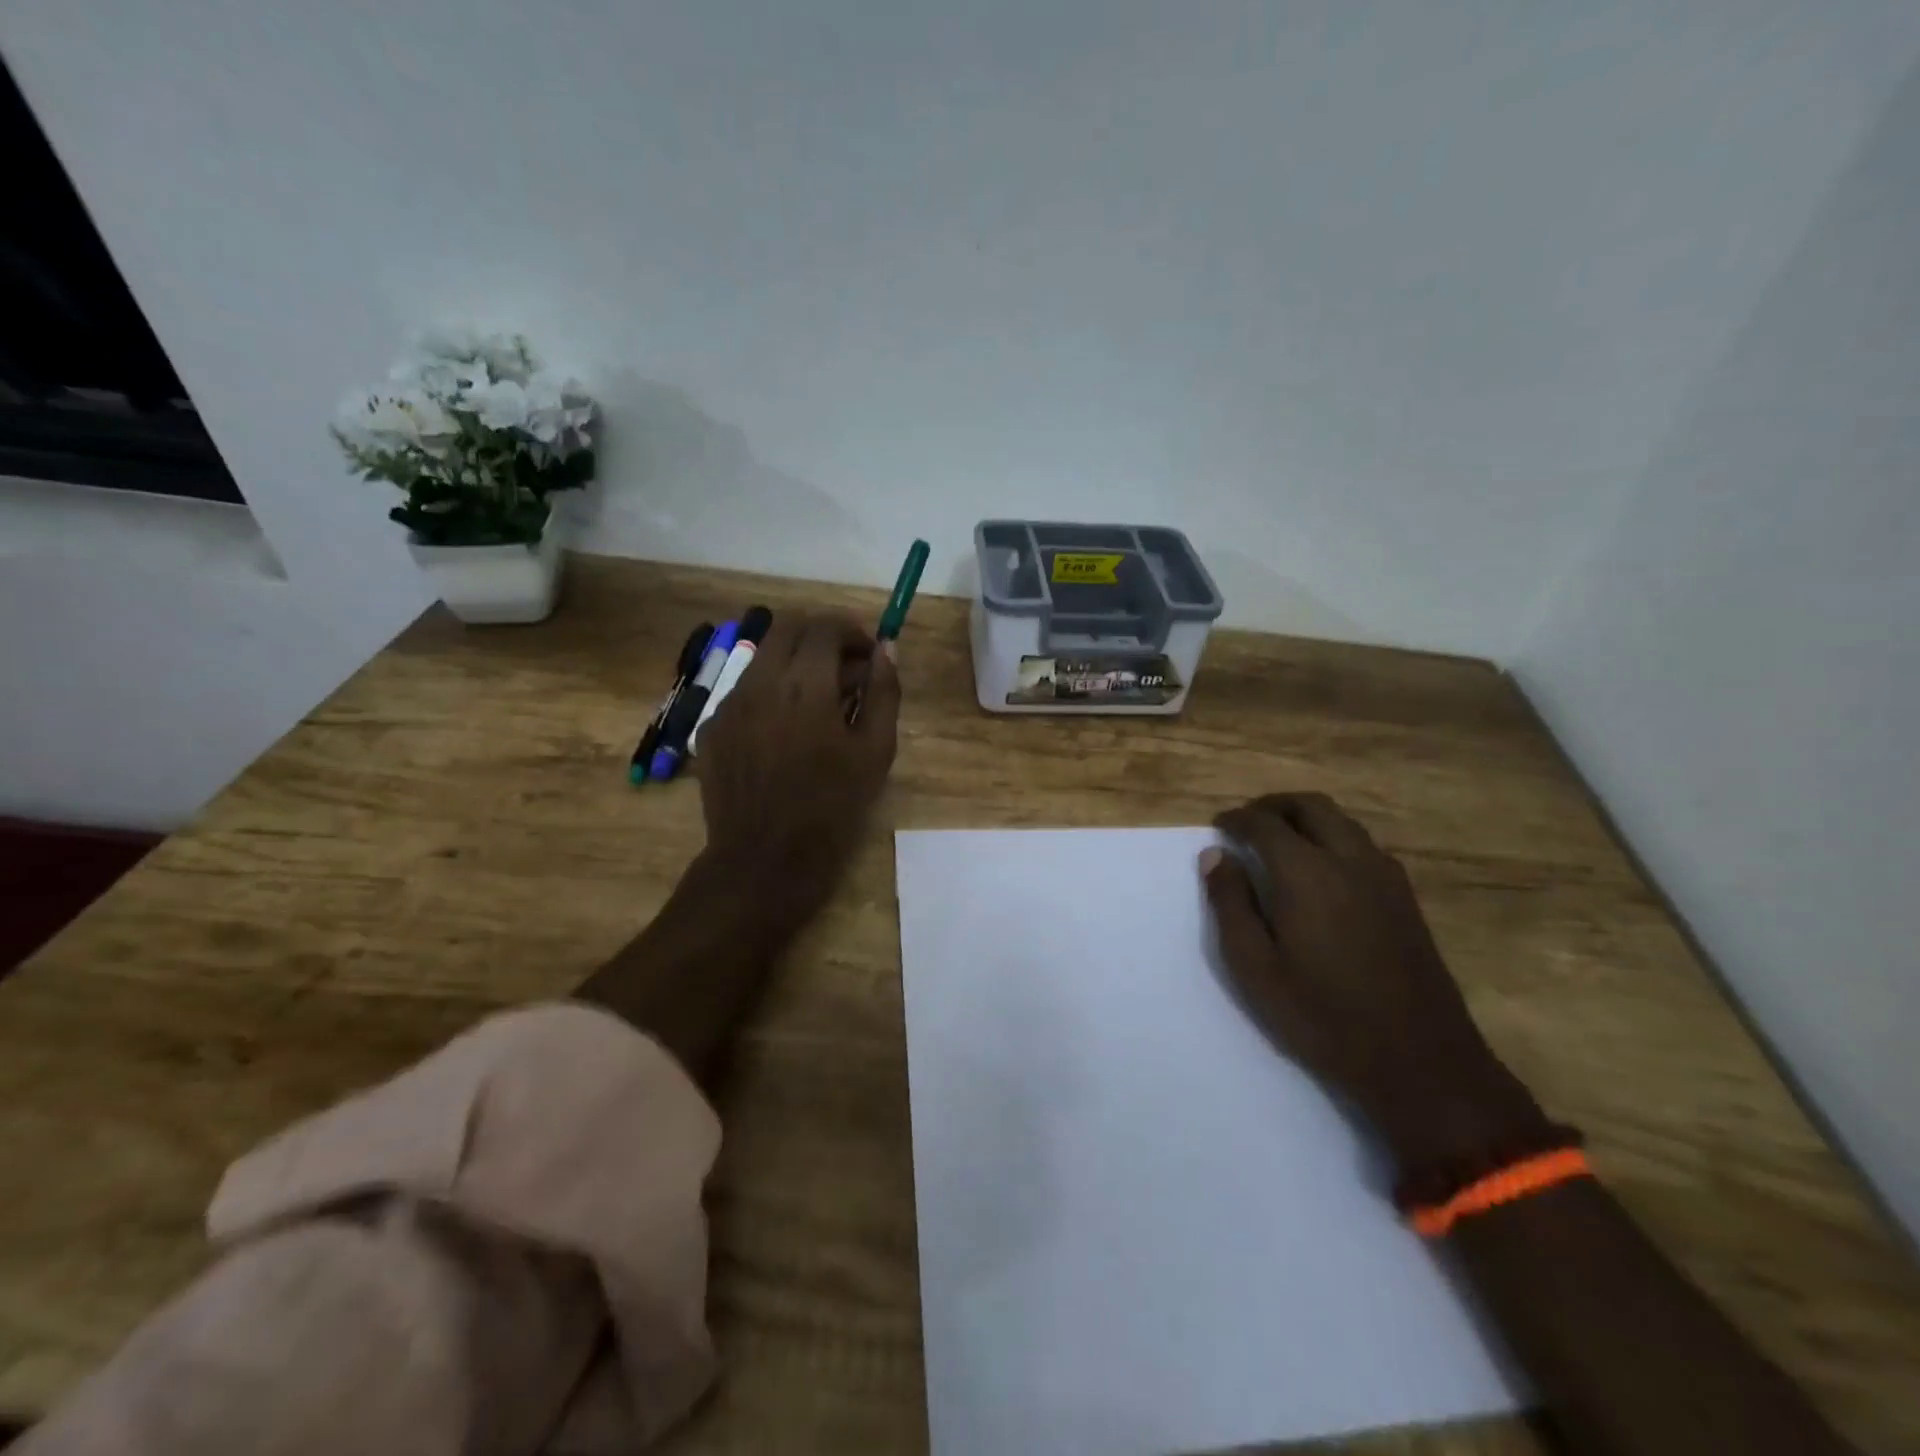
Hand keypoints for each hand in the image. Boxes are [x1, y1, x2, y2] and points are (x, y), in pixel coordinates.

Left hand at [696, 614, 900, 915]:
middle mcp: (759, 682)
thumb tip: (886, 649)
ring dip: (794, 663)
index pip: (825, 627)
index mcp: (804, 685)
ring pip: (763, 658)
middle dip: (821, 637)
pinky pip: (744, 691)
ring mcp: (728, 704)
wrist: (764, 859)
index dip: (852, 631)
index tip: (868, 655)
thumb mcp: (875, 752)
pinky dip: (770, 692)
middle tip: (845, 669)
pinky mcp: (711, 727)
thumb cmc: (831, 807)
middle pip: (788, 628)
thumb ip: (884, 692)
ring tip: (817, 702)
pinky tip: (784, 731)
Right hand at [1202, 792, 1544, 1171]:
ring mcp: (1385, 877)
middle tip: (1247, 823)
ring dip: (1306, 819)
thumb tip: (1215, 856)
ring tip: (1279, 841)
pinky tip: (1321, 870)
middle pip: (1310, 806)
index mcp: (1307, 873)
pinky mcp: (1405, 897)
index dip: (1236, 819)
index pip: (1264, 823)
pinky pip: (1363, 845)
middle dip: (1273, 806)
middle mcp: (1349, 860)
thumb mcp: (1254, 967)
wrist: (1418, 1060)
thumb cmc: (1321, 1015)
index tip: (1218, 828)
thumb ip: (1230, 904)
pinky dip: (1333, 838)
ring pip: (1342, 822)